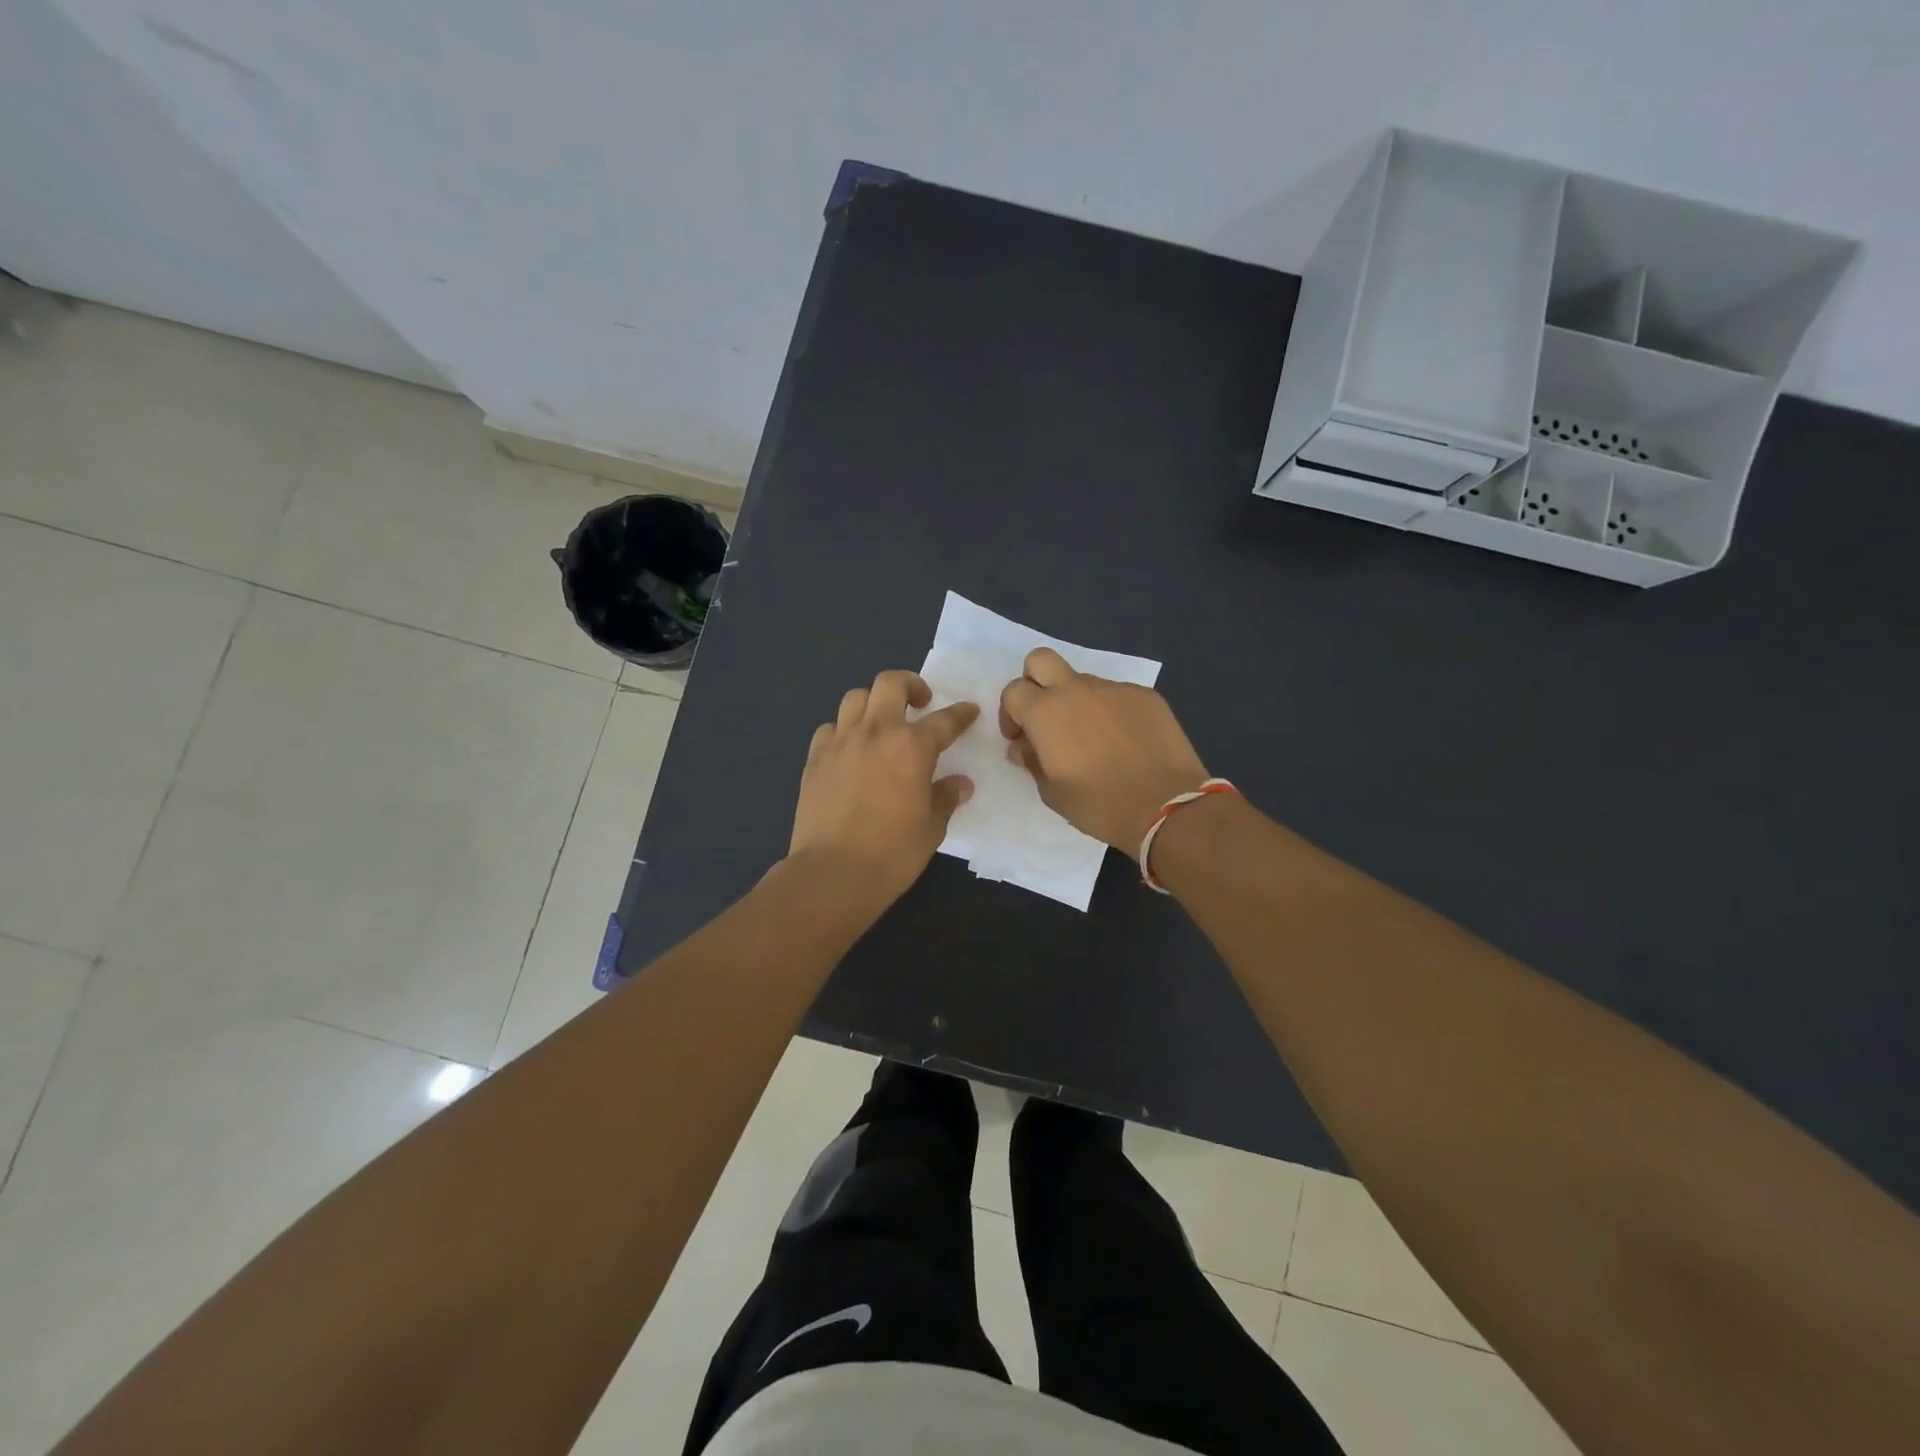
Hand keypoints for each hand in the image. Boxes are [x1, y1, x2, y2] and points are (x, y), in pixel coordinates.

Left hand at [788, 670, 979, 905]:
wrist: (833, 873)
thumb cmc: (893, 853)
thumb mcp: (932, 827)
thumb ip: (945, 798)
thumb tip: (959, 784)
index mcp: (912, 747)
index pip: (944, 720)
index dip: (961, 714)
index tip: (969, 711)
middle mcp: (876, 732)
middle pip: (890, 683)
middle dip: (910, 684)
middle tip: (920, 702)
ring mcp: (840, 742)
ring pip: (855, 698)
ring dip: (873, 703)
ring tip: (882, 723)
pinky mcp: (814, 759)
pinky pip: (830, 729)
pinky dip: (843, 731)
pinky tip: (849, 750)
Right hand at [999, 647, 1208, 855]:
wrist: (1166, 807)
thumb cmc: (1100, 805)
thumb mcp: (1051, 793)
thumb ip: (1032, 761)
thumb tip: (1026, 746)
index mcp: (1046, 712)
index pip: (1013, 691)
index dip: (1011, 714)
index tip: (1021, 739)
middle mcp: (1077, 689)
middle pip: (1040, 660)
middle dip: (1035, 682)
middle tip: (1045, 717)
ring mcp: (1114, 689)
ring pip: (1083, 681)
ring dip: (1078, 702)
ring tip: (1094, 740)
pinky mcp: (1146, 696)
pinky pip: (1117, 695)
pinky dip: (1112, 712)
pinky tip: (1125, 742)